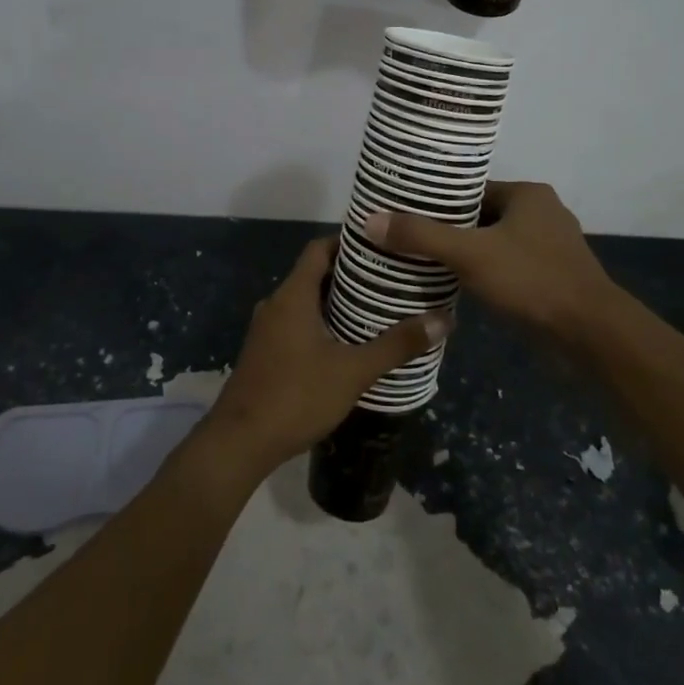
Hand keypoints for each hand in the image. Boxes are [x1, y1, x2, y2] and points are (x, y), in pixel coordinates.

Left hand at [201, 237, 447, 475]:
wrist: (239, 443)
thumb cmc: (296, 396)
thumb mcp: (353, 371)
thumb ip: (396, 345)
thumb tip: (443, 319)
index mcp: (293, 296)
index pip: (319, 249)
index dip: (347, 242)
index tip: (380, 244)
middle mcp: (276, 304)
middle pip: (314, 274)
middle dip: (350, 274)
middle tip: (389, 277)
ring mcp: (267, 329)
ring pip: (306, 301)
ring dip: (336, 300)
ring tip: (376, 307)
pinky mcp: (265, 352)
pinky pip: (297, 322)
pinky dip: (322, 322)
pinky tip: (348, 341)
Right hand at [363, 181, 619, 343]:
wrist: (591, 334)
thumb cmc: (531, 280)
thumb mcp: (469, 254)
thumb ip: (421, 237)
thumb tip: (370, 220)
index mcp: (528, 195)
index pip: (472, 189)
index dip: (438, 201)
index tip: (406, 213)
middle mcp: (542, 214)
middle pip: (481, 216)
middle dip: (449, 230)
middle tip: (409, 240)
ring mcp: (551, 247)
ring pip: (495, 243)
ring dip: (467, 254)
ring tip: (426, 263)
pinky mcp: (553, 277)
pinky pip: (509, 267)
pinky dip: (486, 273)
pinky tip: (460, 287)